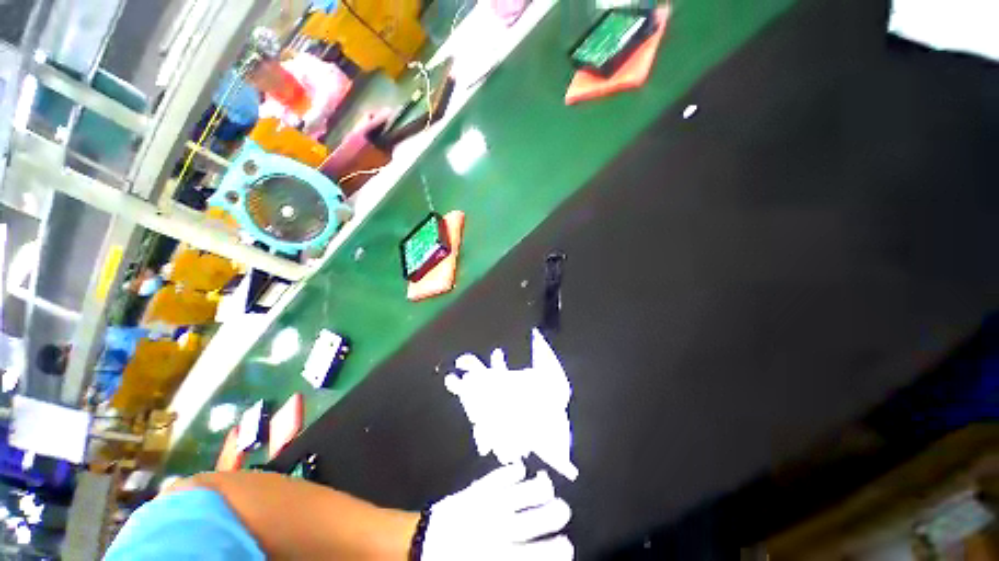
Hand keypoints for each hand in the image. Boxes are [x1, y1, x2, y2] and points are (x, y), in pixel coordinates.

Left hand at [421, 462, 573, 559]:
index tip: (567, 544)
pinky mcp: (478, 488)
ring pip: (526, 489)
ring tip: (545, 485)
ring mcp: (490, 503)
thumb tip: (538, 558)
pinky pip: (501, 474)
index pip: (545, 552)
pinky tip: (521, 469)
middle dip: (558, 512)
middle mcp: (503, 528)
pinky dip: (514, 470)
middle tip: (561, 511)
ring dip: (541, 486)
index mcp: (504, 556)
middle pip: (542, 516)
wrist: (420, 546)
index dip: (561, 548)